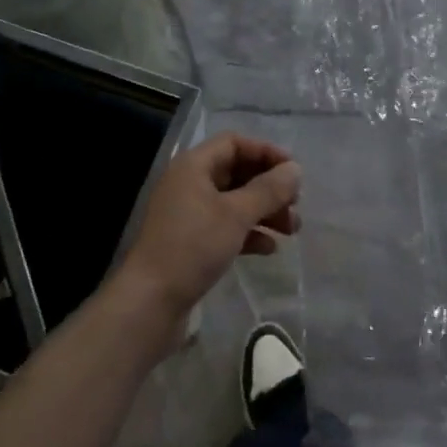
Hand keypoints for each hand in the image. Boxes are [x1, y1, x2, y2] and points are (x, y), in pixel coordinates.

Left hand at [118, 132, 300, 321]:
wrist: (150, 302)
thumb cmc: (193, 247)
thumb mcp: (236, 214)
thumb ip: (268, 190)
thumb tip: (295, 169)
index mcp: (194, 166)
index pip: (234, 143)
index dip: (265, 152)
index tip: (294, 171)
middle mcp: (189, 184)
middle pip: (237, 172)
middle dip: (269, 187)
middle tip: (296, 204)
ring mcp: (188, 214)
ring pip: (234, 202)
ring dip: (264, 211)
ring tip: (292, 230)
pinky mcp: (190, 243)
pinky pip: (225, 227)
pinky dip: (248, 233)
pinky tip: (269, 249)